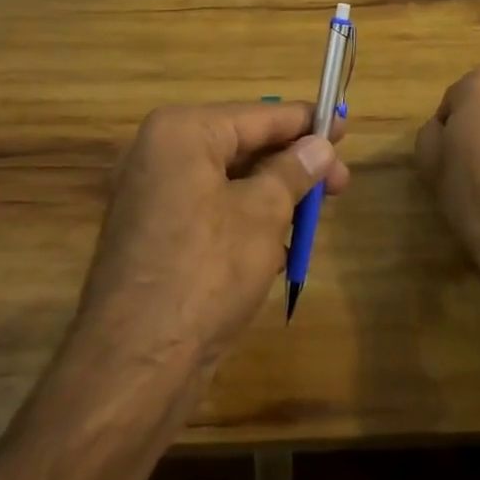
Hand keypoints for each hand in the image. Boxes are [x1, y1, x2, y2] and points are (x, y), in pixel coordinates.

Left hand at [75, 101, 349, 370]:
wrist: (135, 365)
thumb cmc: (206, 272)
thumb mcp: (262, 215)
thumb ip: (293, 172)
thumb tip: (320, 146)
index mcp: (182, 132)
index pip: (258, 115)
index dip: (306, 122)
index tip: (344, 125)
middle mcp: (160, 153)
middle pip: (242, 145)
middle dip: (293, 164)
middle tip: (340, 183)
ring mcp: (152, 195)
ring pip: (229, 180)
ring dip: (273, 195)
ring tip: (313, 216)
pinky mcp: (154, 233)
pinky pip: (210, 208)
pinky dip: (245, 218)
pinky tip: (280, 244)